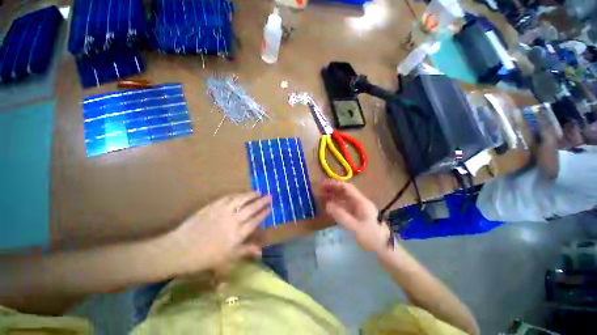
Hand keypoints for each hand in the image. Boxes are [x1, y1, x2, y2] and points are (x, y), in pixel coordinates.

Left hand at [167, 192, 270, 273]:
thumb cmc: (205, 257)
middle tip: (269, 196)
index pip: (255, 220)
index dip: (264, 213)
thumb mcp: (228, 258)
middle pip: (251, 208)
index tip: (270, 207)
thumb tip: (260, 251)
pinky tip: (241, 193)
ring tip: (258, 192)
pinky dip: (237, 194)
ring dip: (251, 195)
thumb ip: (245, 251)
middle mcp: (233, 221)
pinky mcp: (213, 206)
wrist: (180, 249)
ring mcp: (222, 212)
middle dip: (262, 201)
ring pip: (241, 200)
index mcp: (237, 235)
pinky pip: (228, 197)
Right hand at [321, 180, 390, 252]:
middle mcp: (359, 202)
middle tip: (320, 189)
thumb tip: (327, 204)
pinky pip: (344, 206)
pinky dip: (336, 204)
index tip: (323, 184)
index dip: (335, 184)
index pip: (347, 188)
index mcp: (361, 202)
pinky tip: (329, 205)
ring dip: (333, 195)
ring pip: (344, 198)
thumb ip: (341, 216)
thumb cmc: (371, 238)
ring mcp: (358, 208)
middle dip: (332, 188)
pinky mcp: (356, 214)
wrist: (384, 249)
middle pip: (345, 191)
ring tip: (322, 195)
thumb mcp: (356, 228)